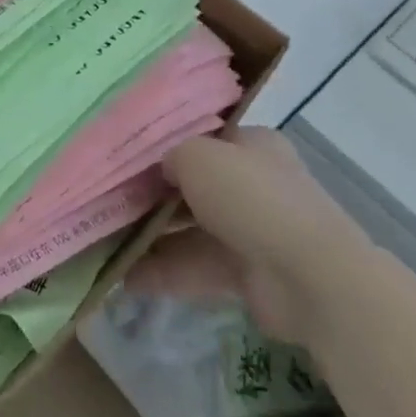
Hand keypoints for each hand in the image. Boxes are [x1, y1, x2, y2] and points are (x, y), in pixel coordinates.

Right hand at [125, 126, 372, 348]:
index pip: (202, 138)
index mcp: (251, 146)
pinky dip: (165, 272)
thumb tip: (160, 171)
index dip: (165, 145)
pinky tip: (125, 278)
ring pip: (191, 228)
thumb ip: (170, 156)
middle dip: (152, 195)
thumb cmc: (251, 198)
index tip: (125, 155)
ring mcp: (252, 230)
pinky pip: (197, 267)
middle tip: (107, 199)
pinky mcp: (248, 274)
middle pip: (192, 185)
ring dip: (152, 237)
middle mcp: (253, 183)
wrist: (310, 278)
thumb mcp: (197, 156)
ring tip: (105, 242)